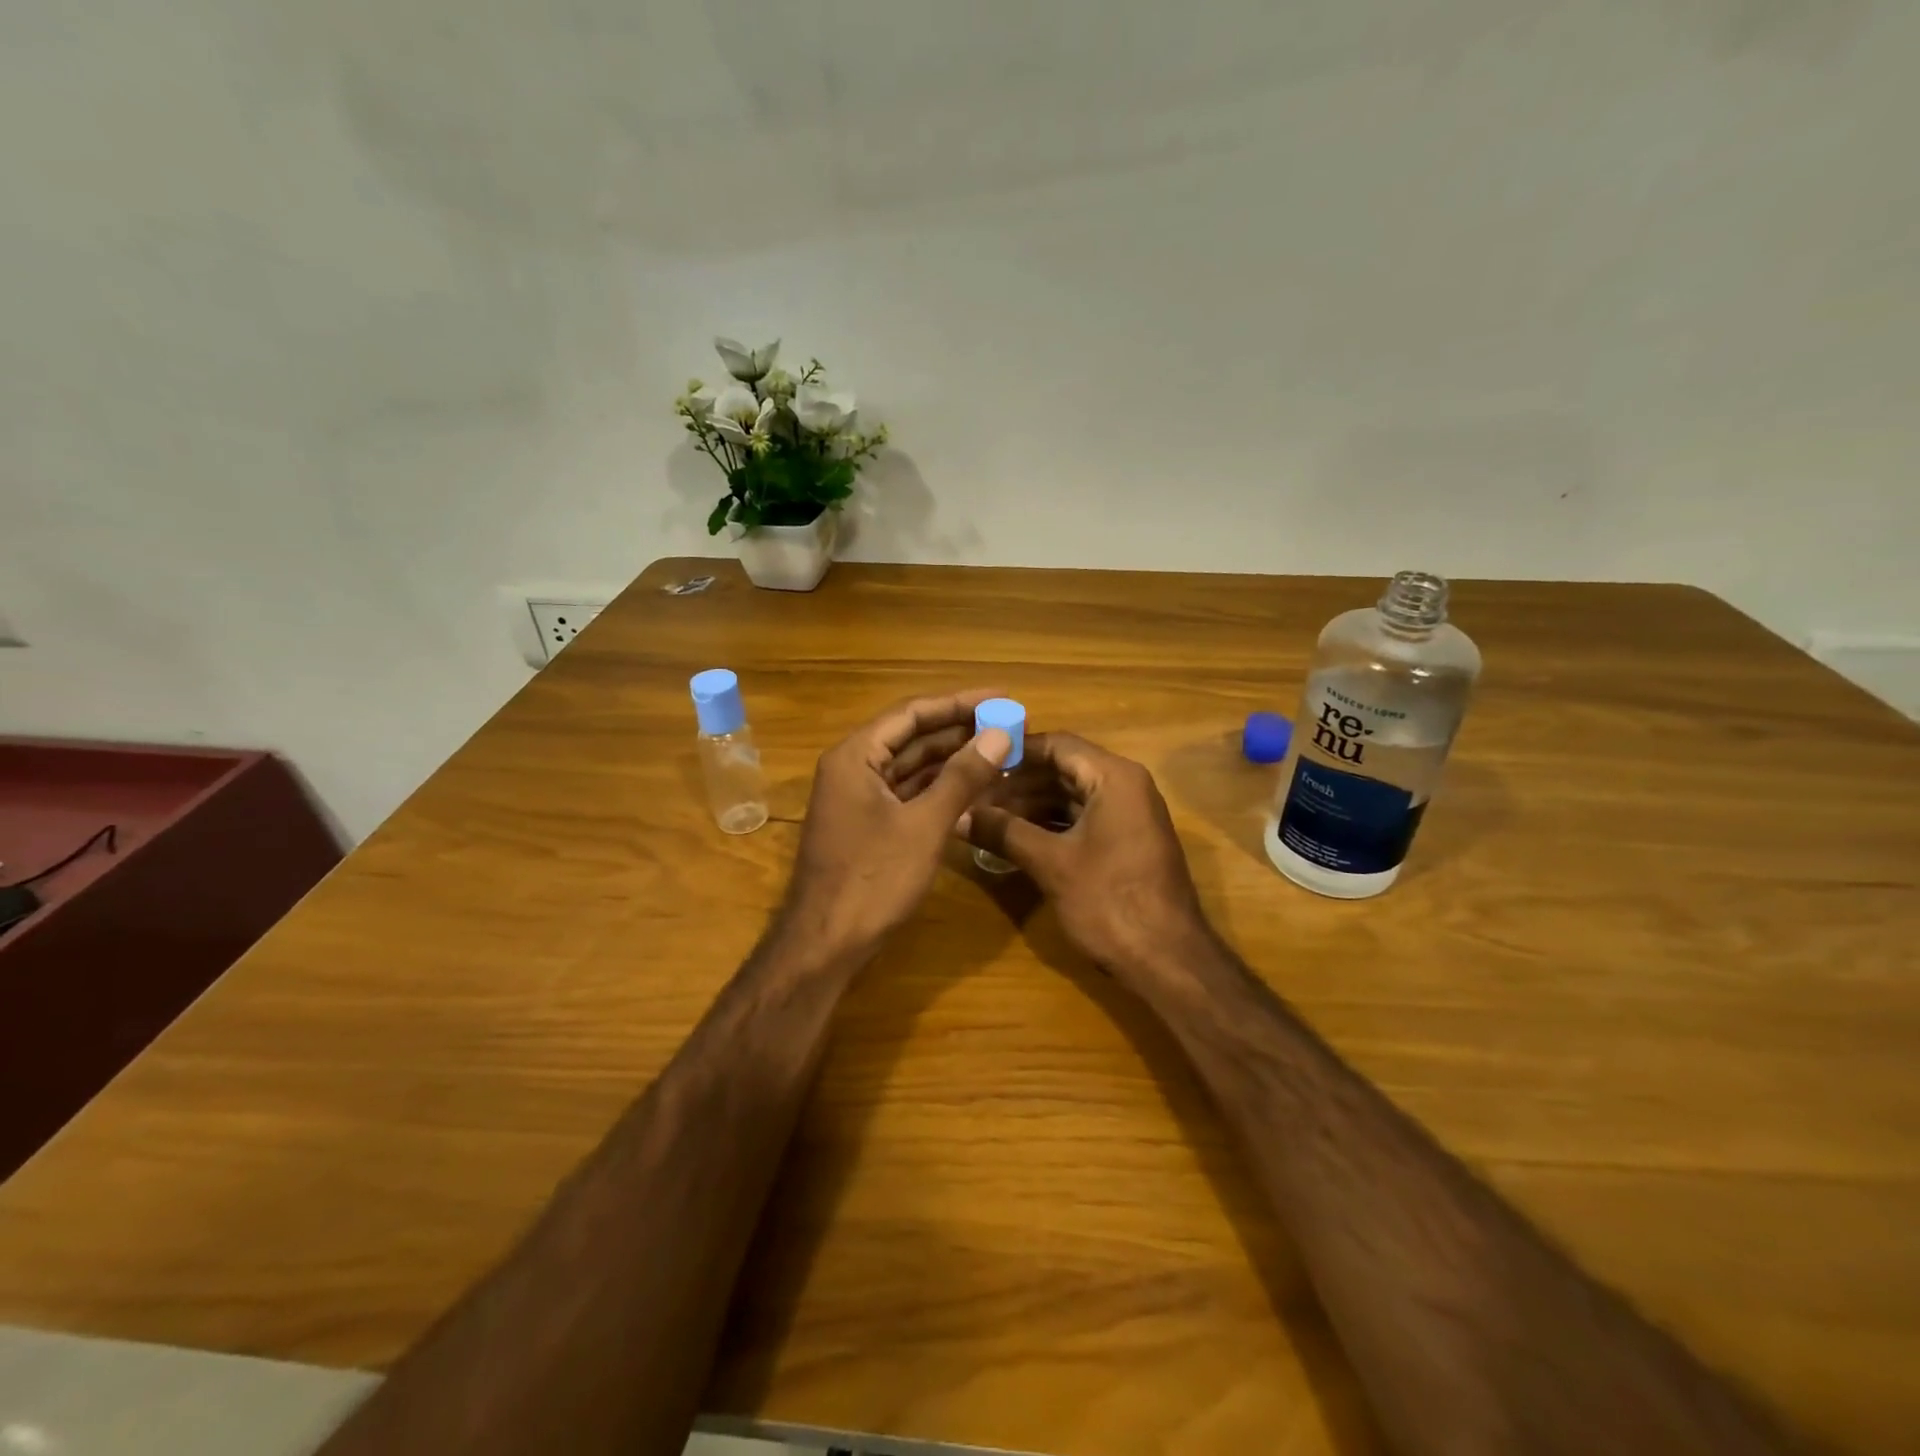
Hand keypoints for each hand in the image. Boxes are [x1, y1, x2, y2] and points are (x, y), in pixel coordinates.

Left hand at [781, 689, 1012, 958]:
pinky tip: (975, 788)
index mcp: (856, 756)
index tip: (1001, 698)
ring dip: (953, 760)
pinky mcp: (868, 825)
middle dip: (960, 731)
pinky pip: (908, 794)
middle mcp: (853, 768)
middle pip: (912, 737)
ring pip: (912, 767)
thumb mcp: (924, 825)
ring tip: (1000, 752)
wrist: (825, 944)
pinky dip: (940, 789)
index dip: (959, 702)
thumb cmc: (873, 879)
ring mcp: (859, 798)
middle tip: (1008, 725)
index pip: (913, 713)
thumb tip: (999, 734)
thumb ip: (962, 777)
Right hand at [961, 733, 1211, 988]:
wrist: (1168, 960)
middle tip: (973, 795)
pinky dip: (1049, 825)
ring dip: (1030, 806)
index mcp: (1114, 777)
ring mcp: (1128, 815)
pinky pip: (1082, 819)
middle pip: (1062, 768)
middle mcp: (1125, 786)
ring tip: (986, 818)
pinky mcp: (1125, 842)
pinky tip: (1015, 839)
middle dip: (1017, 783)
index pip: (1057, 744)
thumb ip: (1004, 832)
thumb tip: (958, 816)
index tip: (976, 761)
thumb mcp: (1051, 863)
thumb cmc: (1110, 901)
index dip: (1014, 751)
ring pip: (1070, 796)